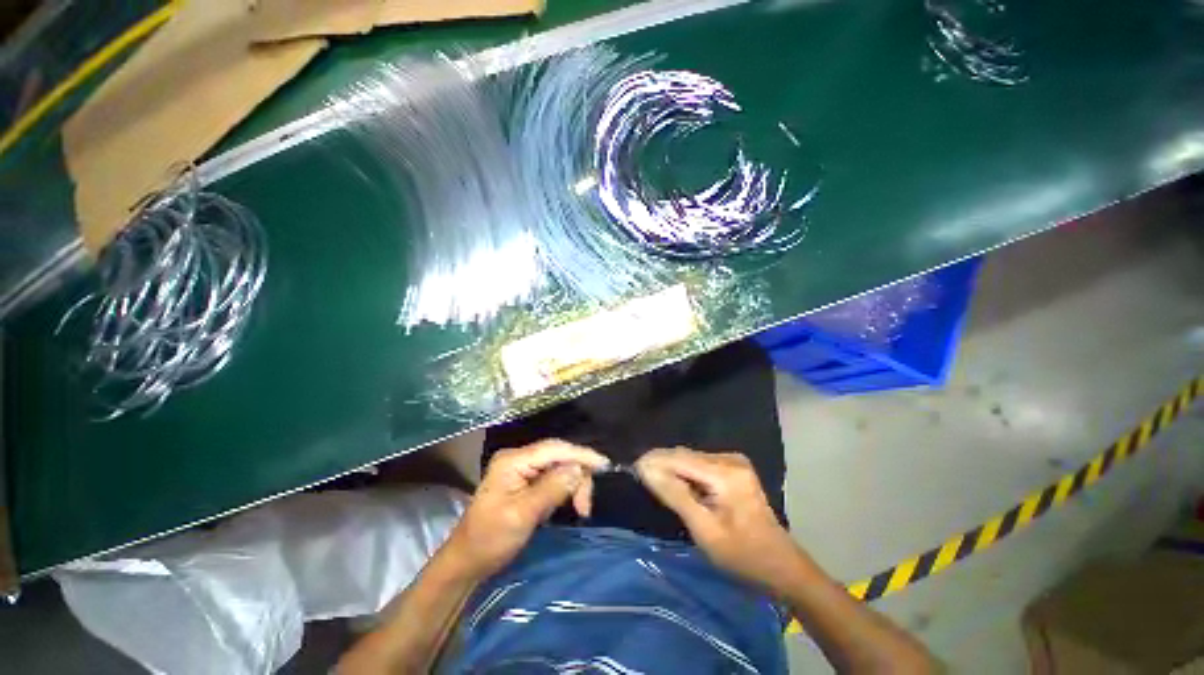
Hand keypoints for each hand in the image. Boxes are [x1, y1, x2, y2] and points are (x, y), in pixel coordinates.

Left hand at [444, 439, 608, 577]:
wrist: (466, 562)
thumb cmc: (490, 540)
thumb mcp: (522, 515)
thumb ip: (552, 489)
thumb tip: (579, 469)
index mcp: (513, 460)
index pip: (554, 449)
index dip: (581, 455)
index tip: (605, 465)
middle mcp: (518, 458)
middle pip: (559, 456)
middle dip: (578, 475)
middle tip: (585, 506)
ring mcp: (521, 469)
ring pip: (559, 467)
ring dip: (573, 484)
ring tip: (580, 509)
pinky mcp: (525, 481)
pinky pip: (552, 477)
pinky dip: (564, 489)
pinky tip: (568, 503)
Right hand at [636, 447, 799, 588]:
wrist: (781, 565)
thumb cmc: (742, 555)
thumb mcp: (704, 530)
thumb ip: (675, 495)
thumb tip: (646, 470)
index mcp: (726, 473)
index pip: (680, 459)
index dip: (655, 461)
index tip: (632, 467)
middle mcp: (730, 459)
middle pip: (685, 455)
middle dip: (662, 464)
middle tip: (639, 476)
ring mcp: (733, 461)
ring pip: (691, 459)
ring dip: (672, 469)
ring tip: (653, 480)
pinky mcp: (733, 468)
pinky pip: (700, 465)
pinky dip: (685, 473)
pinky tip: (676, 485)